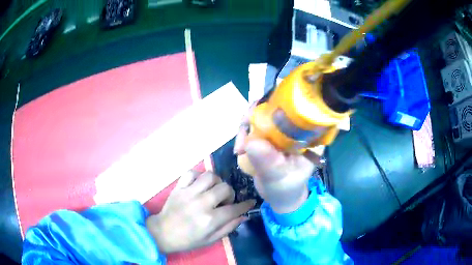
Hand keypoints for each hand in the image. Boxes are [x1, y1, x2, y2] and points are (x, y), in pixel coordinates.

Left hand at [146, 171, 254, 253]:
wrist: (163, 233)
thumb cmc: (188, 239)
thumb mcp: (211, 239)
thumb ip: (228, 227)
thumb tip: (244, 216)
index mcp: (209, 220)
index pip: (234, 209)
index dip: (245, 205)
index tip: (250, 202)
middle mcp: (201, 203)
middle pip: (225, 188)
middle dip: (230, 194)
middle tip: (224, 201)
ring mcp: (188, 193)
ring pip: (210, 176)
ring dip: (216, 182)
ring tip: (213, 190)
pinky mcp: (178, 187)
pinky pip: (191, 172)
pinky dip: (198, 176)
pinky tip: (199, 184)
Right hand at [234, 106, 318, 213]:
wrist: (281, 197)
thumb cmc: (286, 190)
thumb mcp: (279, 179)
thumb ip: (268, 163)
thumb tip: (251, 142)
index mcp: (307, 135)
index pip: (292, 110)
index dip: (271, 108)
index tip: (252, 120)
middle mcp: (297, 128)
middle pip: (274, 108)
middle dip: (253, 117)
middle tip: (241, 137)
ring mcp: (283, 130)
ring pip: (262, 115)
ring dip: (246, 128)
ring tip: (239, 149)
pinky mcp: (271, 135)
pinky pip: (255, 125)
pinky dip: (245, 133)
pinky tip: (240, 149)